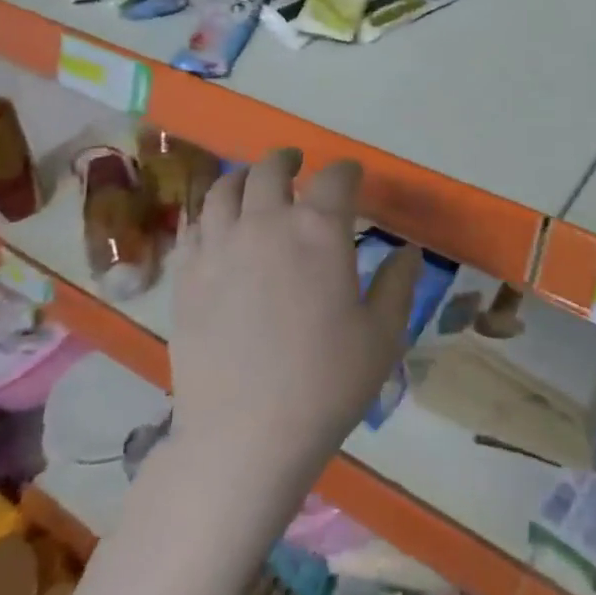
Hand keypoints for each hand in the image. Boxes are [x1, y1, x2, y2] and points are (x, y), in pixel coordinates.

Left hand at [169, 148, 423, 494]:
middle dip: (288, 160)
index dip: (348, 172)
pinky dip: (209, 213)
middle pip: (272, 169)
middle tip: (296, 164)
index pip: (336, 178)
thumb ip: (398, 285)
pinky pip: (194, 225)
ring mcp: (220, 245)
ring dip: (243, 177)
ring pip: (224, 188)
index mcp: (320, 231)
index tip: (353, 178)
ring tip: (252, 183)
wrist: (245, 434)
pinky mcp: (187, 273)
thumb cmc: (325, 384)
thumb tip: (408, 252)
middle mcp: (267, 222)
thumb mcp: (382, 336)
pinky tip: (217, 225)